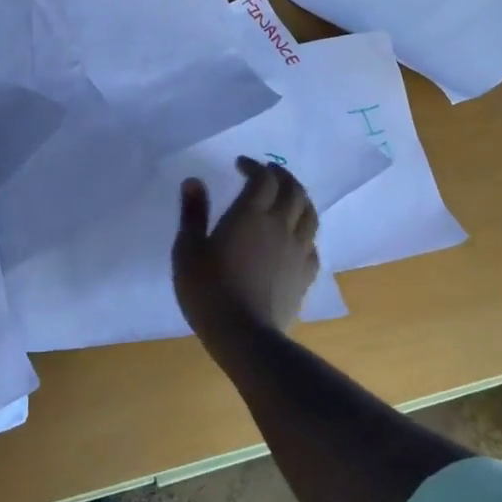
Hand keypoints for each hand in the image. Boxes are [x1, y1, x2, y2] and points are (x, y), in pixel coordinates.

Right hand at [173, 157, 320, 338]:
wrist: (244, 336)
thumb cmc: (209, 290)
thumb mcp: (188, 249)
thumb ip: (193, 213)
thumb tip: (194, 181)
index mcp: (251, 214)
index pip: (264, 178)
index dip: (254, 166)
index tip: (240, 165)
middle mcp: (280, 225)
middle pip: (293, 189)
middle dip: (281, 176)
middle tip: (266, 173)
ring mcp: (298, 250)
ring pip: (309, 213)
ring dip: (299, 198)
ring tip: (286, 197)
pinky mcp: (306, 274)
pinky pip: (312, 243)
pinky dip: (304, 231)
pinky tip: (295, 237)